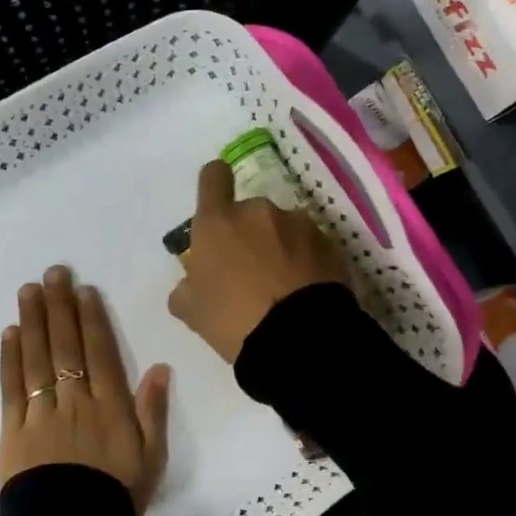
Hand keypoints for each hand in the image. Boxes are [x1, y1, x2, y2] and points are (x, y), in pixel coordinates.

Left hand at [0, 267, 170, 515]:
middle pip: (66, 345)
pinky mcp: (14, 430)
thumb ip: (153, 412)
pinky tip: (10, 333)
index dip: (91, 318)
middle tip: (52, 272)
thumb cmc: (114, 498)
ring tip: (28, 290)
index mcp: (110, 405)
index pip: (99, 351)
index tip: (83, 290)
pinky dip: (10, 358)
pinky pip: (12, 387)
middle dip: (60, 306)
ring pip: (38, 357)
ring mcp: (42, 412)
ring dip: (33, 321)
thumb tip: (160, 368)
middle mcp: (75, 399)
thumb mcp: (150, 459)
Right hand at [168, 160, 350, 362]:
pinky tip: (304, 289)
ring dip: (279, 245)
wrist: (299, 338)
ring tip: (282, 284)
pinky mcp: (329, 242)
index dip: (214, 184)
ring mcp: (298, 223)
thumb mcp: (192, 312)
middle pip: (249, 211)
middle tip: (249, 271)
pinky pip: (309, 244)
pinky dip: (305, 259)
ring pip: (282, 227)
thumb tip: (190, 284)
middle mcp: (258, 211)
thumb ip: (186, 289)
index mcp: (218, 221)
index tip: (216, 204)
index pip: (213, 176)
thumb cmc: (233, 320)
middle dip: (248, 233)